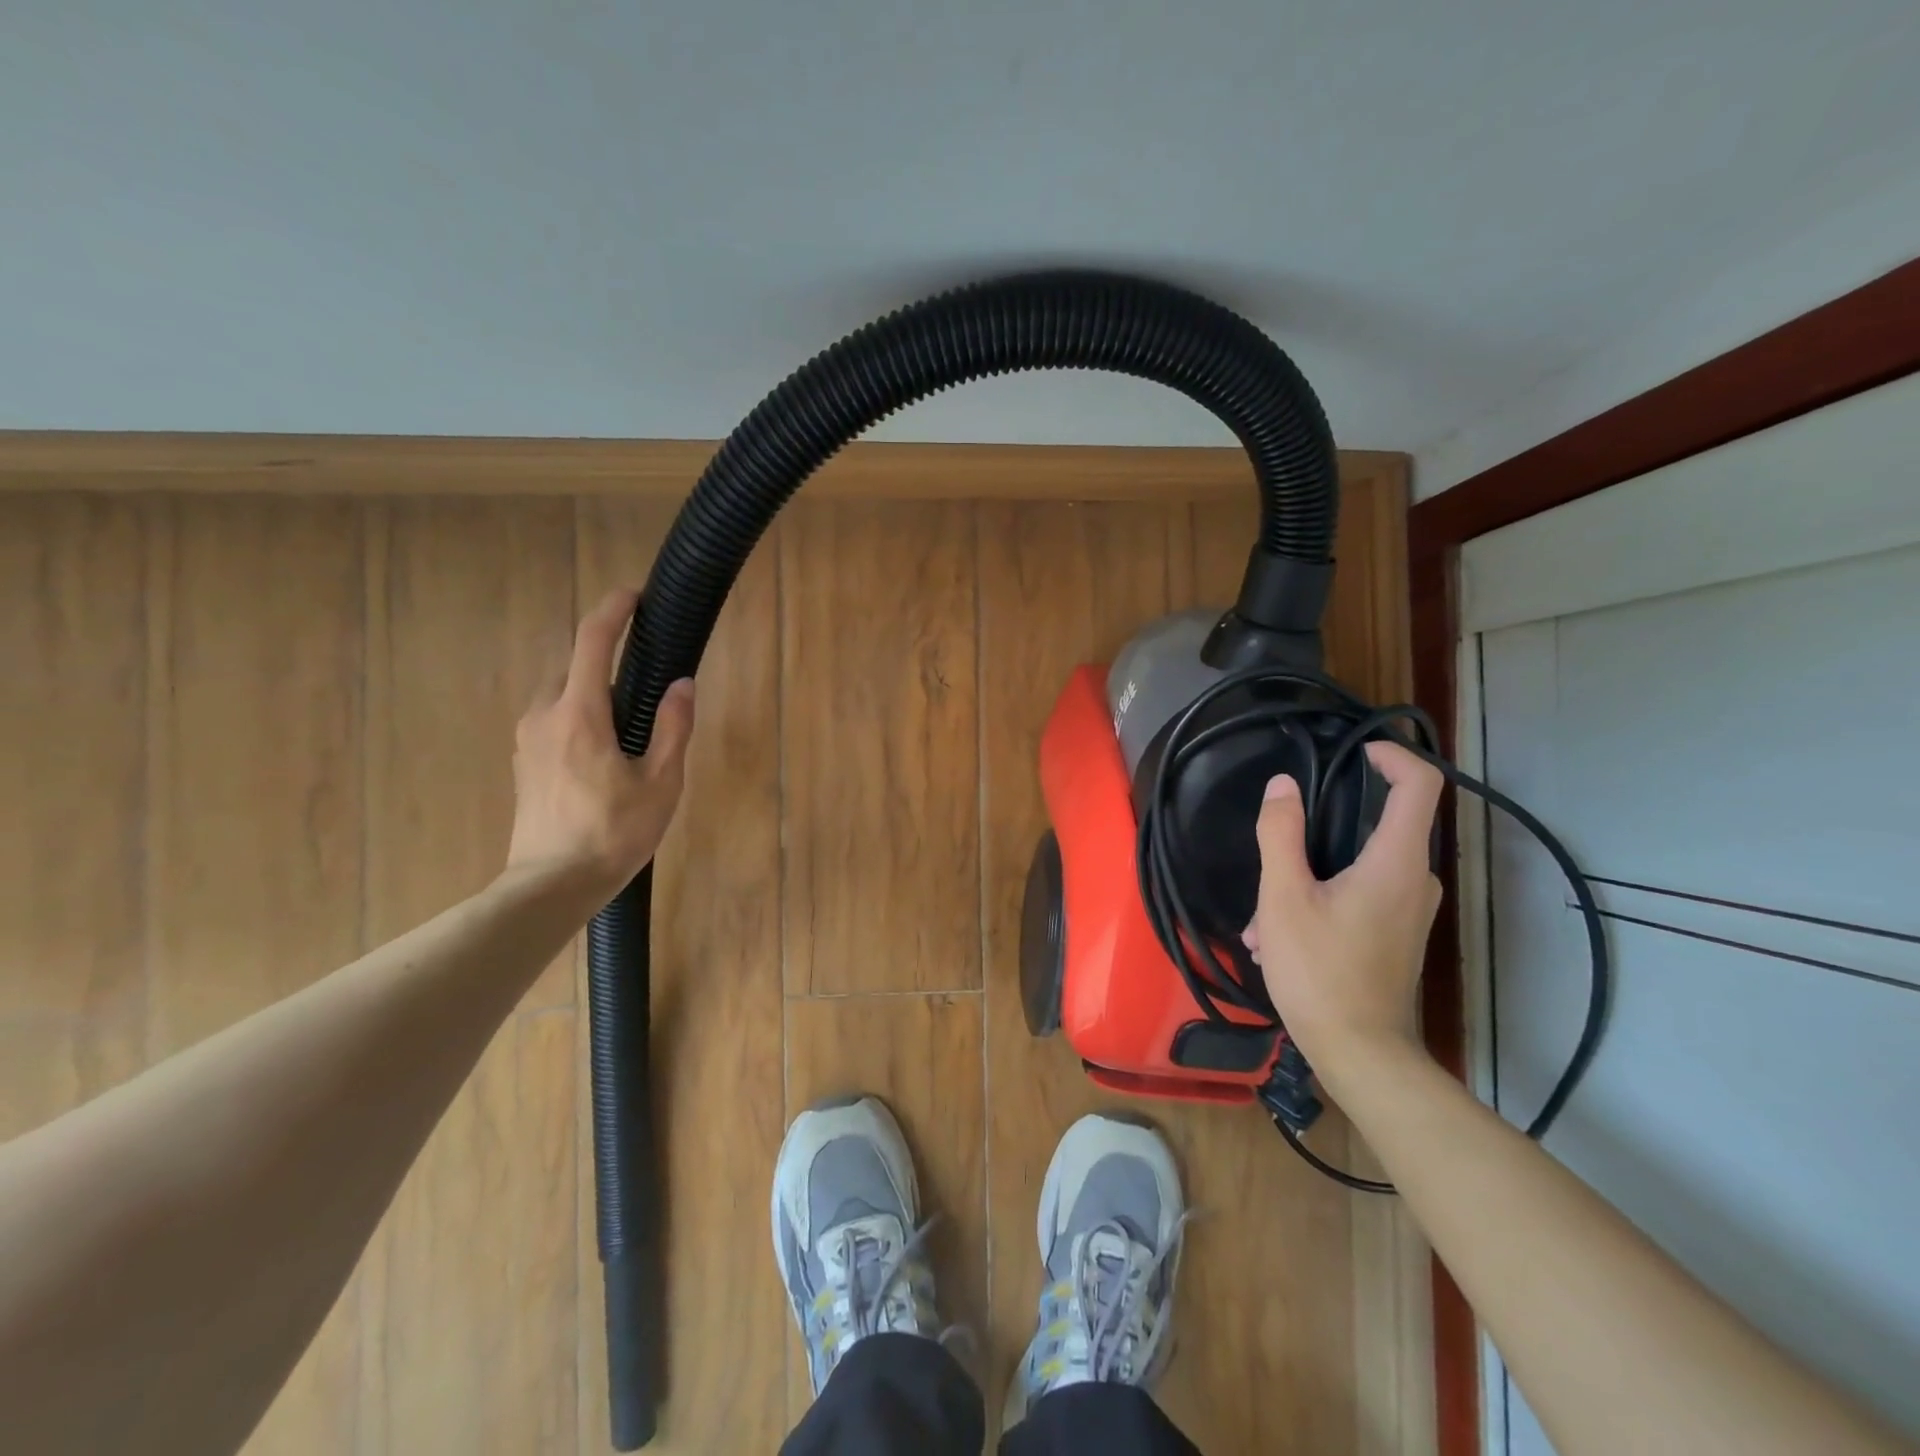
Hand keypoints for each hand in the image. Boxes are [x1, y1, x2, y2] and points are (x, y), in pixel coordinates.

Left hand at [505, 589, 695, 897]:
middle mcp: (543, 716)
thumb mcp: (661, 782)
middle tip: (643, 681)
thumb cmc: (613, 833)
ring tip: (626, 724)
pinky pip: (551, 721)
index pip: (592, 642)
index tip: (634, 595)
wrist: (550, 886)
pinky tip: (601, 753)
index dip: (614, 611)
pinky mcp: (521, 764)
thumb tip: (683, 684)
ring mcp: (526, 741)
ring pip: (559, 695)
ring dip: (590, 692)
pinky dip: (576, 717)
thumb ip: (672, 727)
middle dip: (604, 659)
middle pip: (572, 666)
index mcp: (579, 714)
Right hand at [1244, 741, 1443, 1074]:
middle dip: (1317, 834)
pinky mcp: (1396, 934)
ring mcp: (1409, 910)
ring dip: (1305, 878)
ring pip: (1357, 866)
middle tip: (1273, 857)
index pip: (1419, 783)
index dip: (1391, 755)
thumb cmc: (1320, 971)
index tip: (1352, 752)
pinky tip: (1276, 939)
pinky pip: (1358, 896)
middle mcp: (1415, 879)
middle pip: (1378, 824)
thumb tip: (1282, 785)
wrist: (1360, 1055)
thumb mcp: (1283, 897)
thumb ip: (1281, 834)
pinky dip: (1317, 902)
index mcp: (1396, 861)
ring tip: (1261, 920)